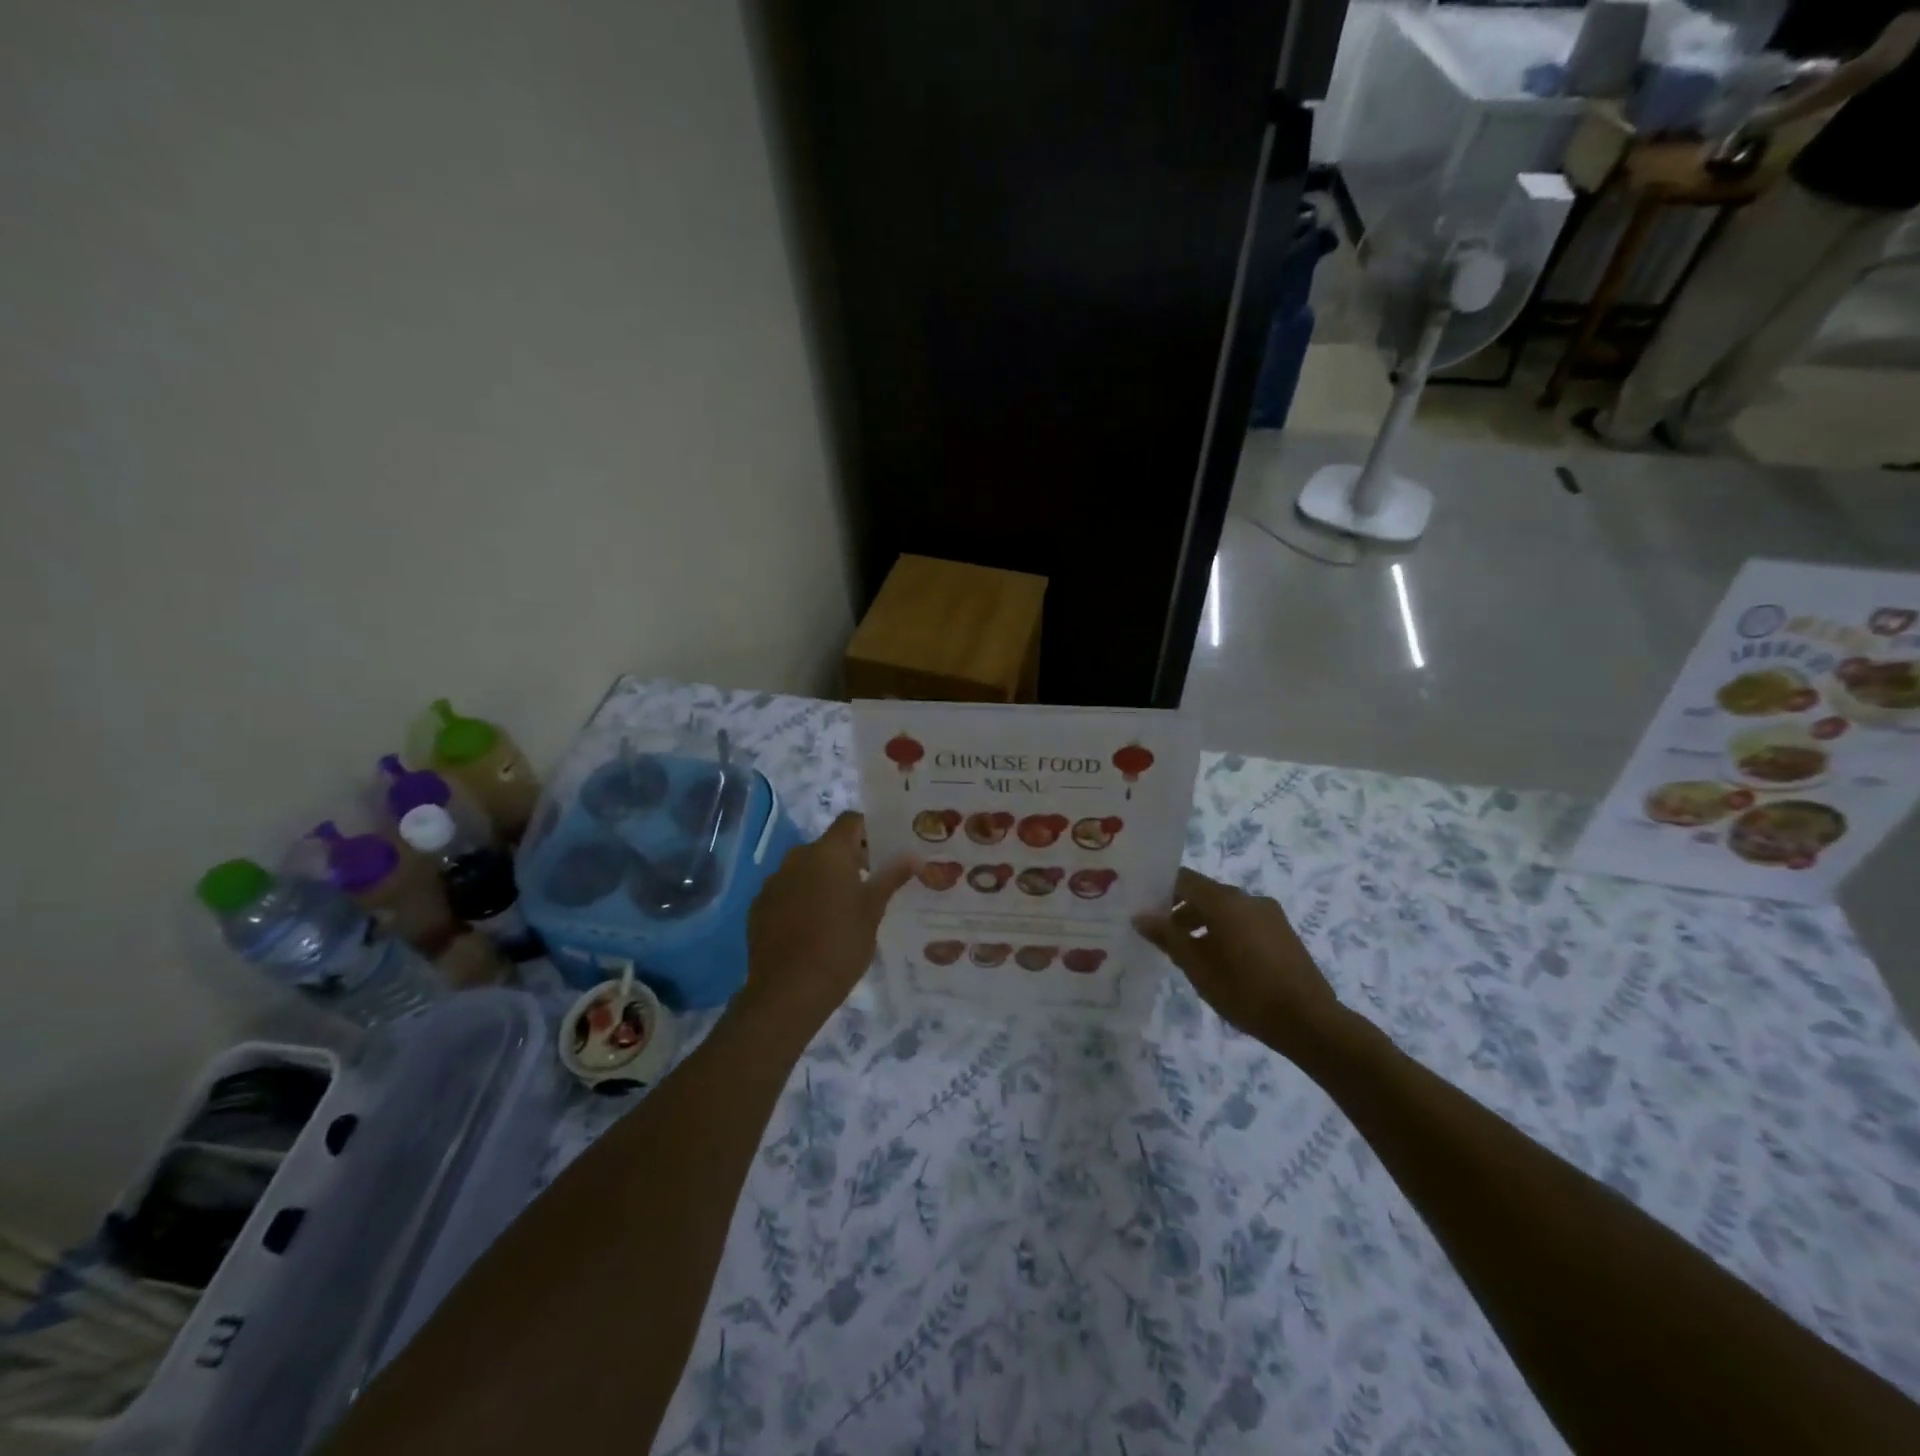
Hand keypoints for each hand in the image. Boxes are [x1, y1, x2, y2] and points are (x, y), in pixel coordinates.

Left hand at [739, 812, 914, 1036]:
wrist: (788, 991)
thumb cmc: (841, 944)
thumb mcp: (873, 910)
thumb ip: (891, 877)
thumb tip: (913, 856)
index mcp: (828, 852)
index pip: (850, 821)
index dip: (869, 829)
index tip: (885, 849)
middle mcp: (797, 857)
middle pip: (828, 846)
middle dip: (848, 859)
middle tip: (870, 883)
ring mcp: (774, 882)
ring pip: (805, 869)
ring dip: (823, 879)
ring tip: (842, 909)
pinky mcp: (759, 907)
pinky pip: (787, 892)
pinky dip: (801, 899)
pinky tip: (813, 927)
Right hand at [1135, 868, 1347, 1059]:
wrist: (1309, 1021)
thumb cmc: (1244, 991)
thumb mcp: (1197, 966)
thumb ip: (1167, 936)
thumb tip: (1140, 916)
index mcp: (1225, 900)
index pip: (1183, 879)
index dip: (1160, 890)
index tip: (1143, 909)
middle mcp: (1248, 898)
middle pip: (1205, 893)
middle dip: (1180, 911)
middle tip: (1161, 937)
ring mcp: (1269, 914)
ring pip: (1226, 909)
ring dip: (1203, 923)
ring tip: (1189, 955)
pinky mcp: (1283, 933)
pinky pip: (1244, 922)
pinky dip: (1225, 931)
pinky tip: (1221, 962)